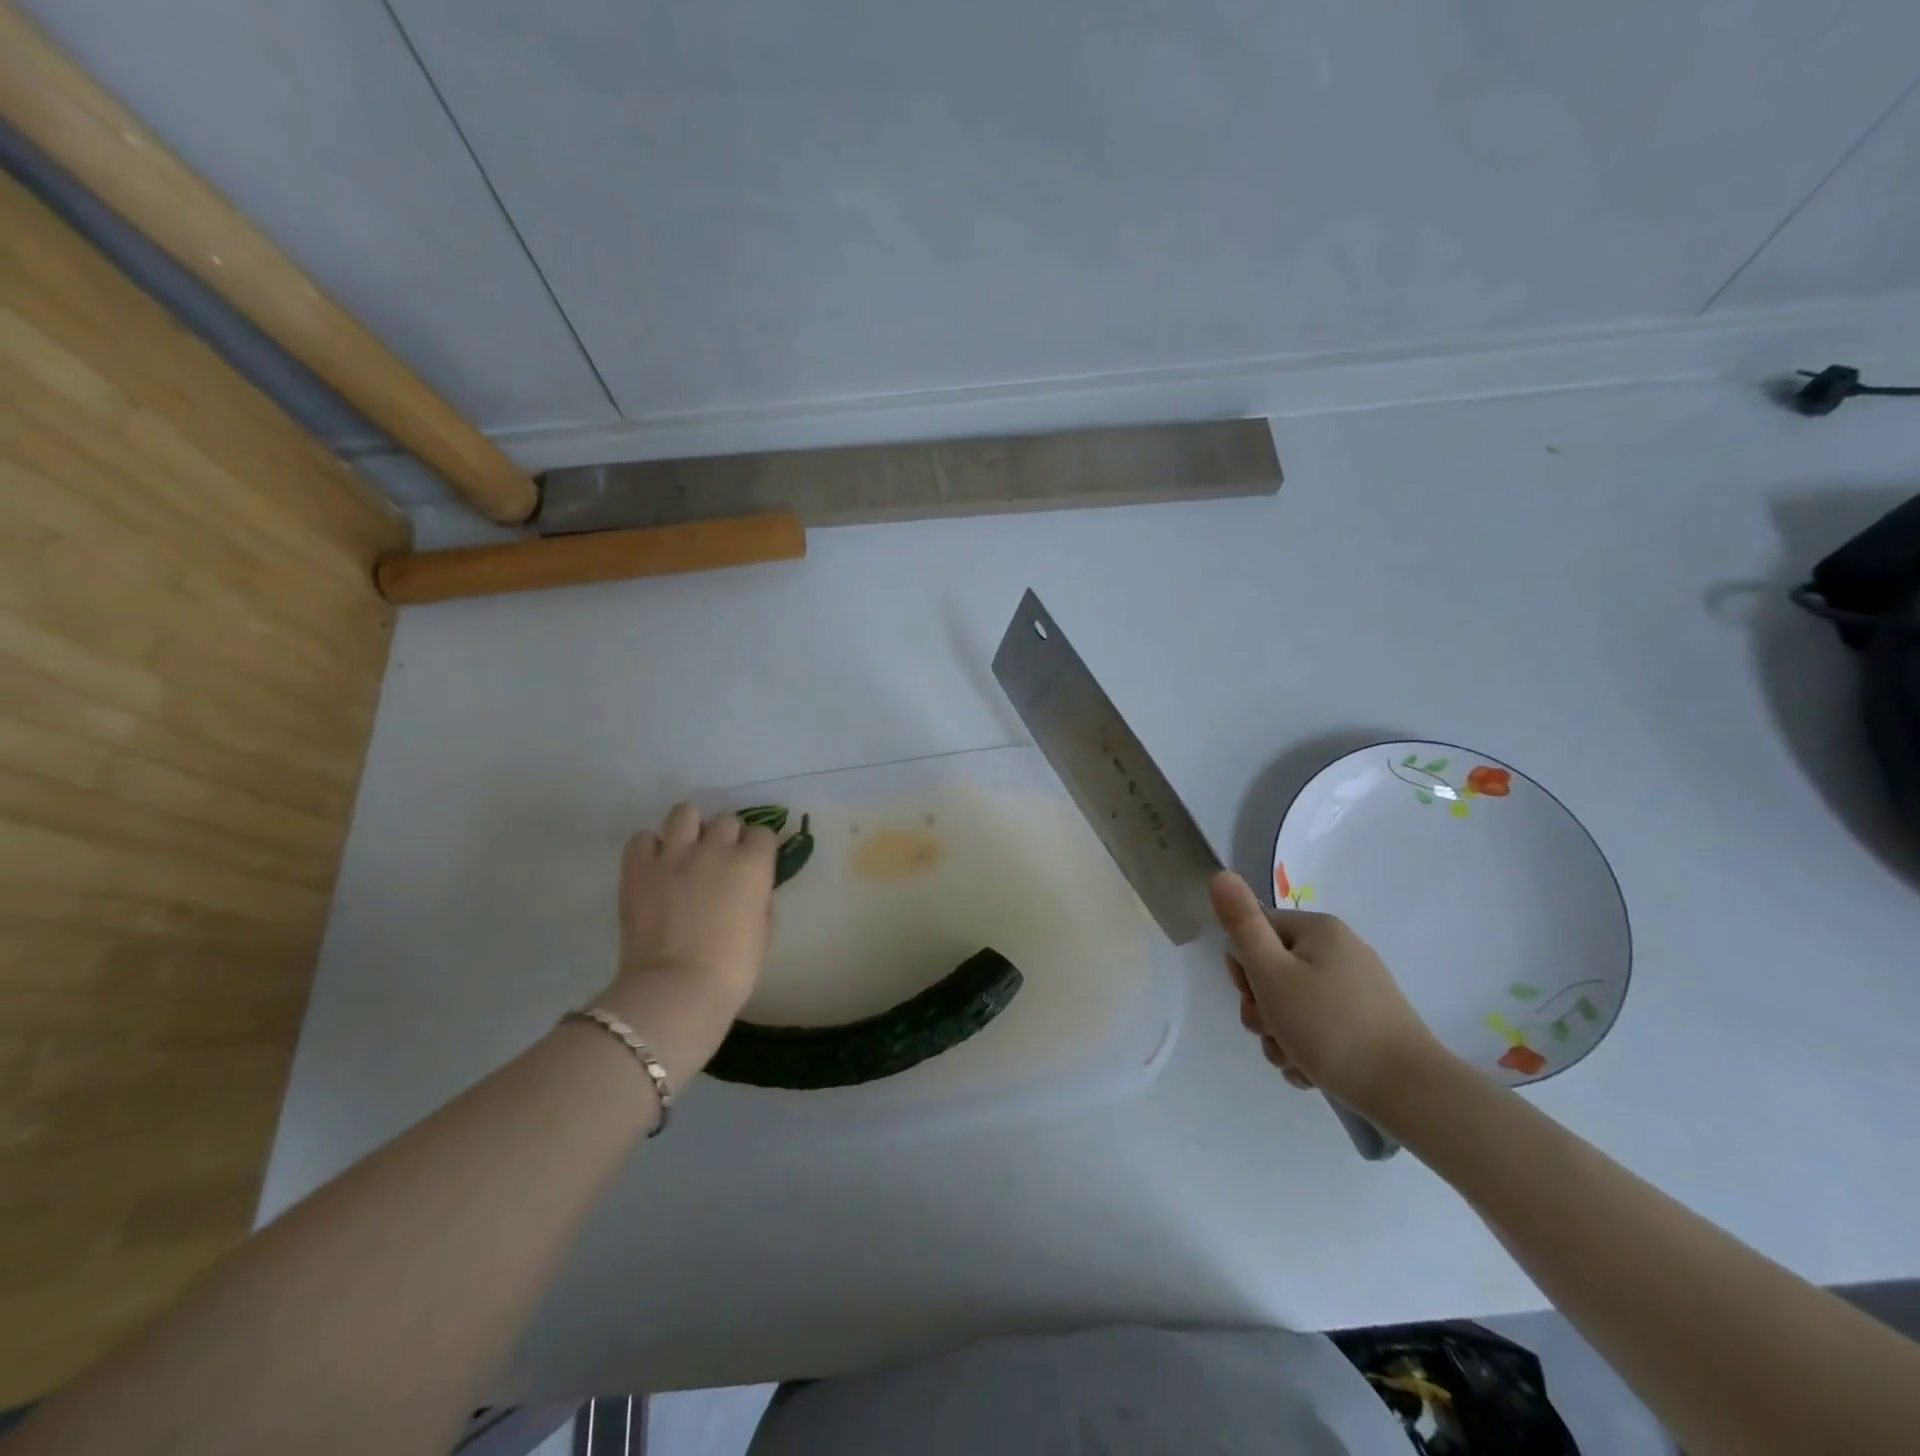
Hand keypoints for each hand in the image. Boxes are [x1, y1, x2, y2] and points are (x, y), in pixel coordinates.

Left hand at [594, 803, 777, 1076]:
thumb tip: (750, 889)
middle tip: (718, 863)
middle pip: (726, 821)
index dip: (757, 849)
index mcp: (752, 864)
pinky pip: (643, 838)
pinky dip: (651, 848)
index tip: (752, 865)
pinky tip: (655, 866)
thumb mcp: (763, 932)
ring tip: (686, 851)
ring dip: (690, 828)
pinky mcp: (638, 868)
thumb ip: (759, 899)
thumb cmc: (732, 969)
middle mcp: (715, 848)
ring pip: (684, 812)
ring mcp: (674, 854)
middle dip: (725, 838)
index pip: (762, 833)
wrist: (676, 989)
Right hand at [1209, 871, 1446, 1119]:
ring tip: (1293, 1060)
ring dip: (1280, 1035)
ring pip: (1292, 1005)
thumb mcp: (1272, 973)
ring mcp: (1356, 989)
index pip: (1256, 932)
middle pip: (1272, 971)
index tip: (1253, 997)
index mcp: (1318, 930)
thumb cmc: (1330, 1026)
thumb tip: (1221, 875)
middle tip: (1272, 1032)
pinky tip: (1311, 1071)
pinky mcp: (1367, 1023)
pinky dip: (1306, 1048)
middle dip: (1262, 1008)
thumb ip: (1242, 924)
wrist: (1410, 1093)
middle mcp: (1339, 951)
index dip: (1243, 968)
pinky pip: (1318, 1027)